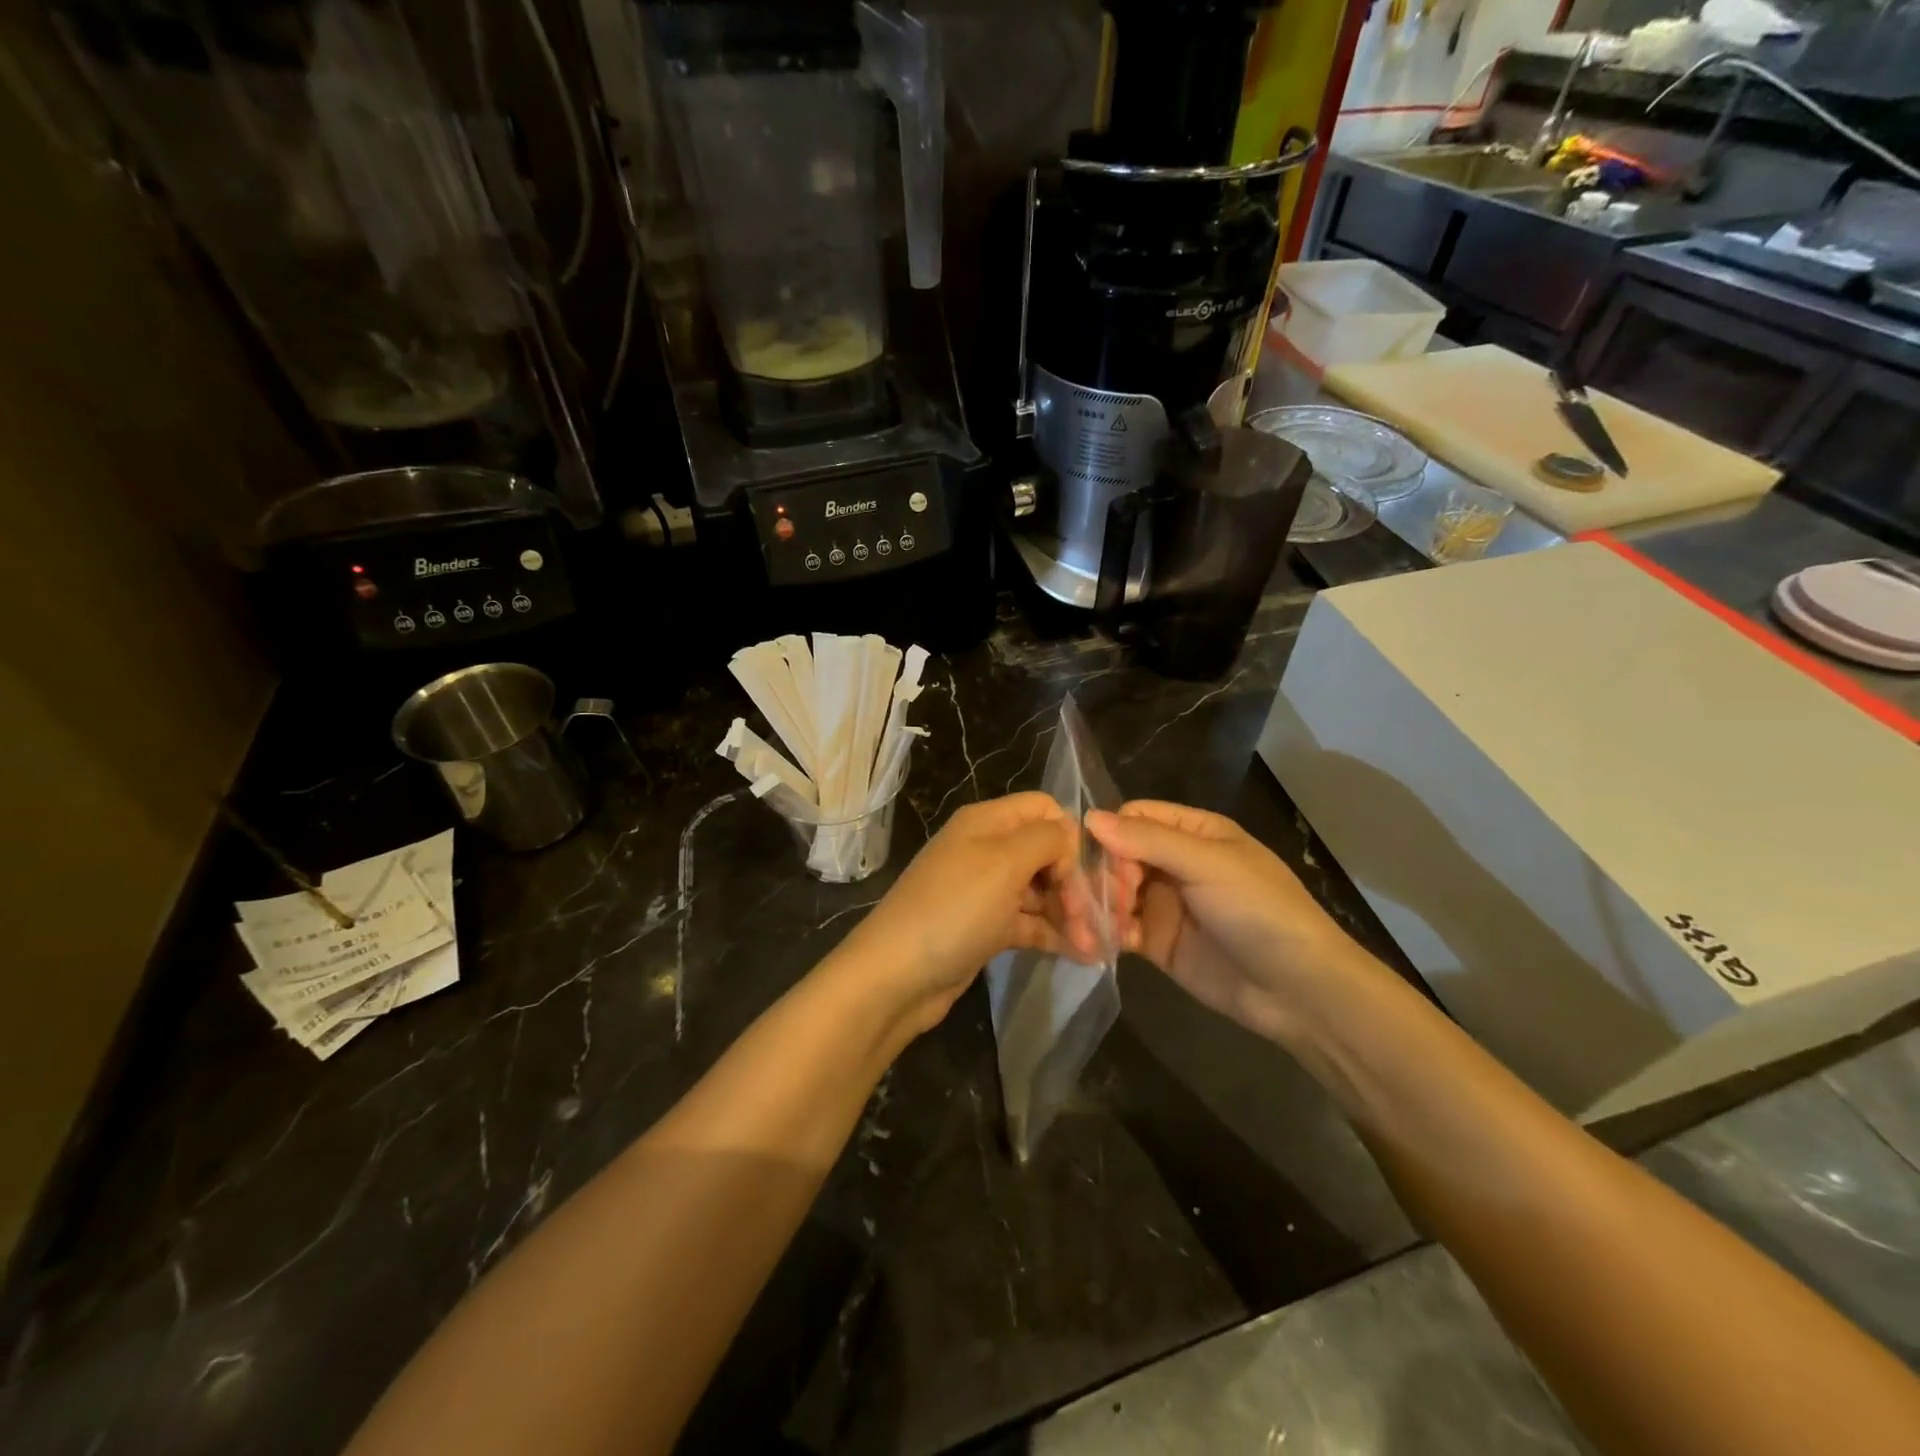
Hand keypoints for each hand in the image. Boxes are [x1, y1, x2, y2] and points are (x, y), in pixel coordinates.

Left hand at [834, 793, 1098, 1034]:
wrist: (896, 976)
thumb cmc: (954, 909)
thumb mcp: (1004, 862)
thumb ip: (1046, 838)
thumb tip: (1069, 836)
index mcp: (987, 822)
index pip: (1043, 809)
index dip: (1069, 835)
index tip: (1082, 873)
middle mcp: (986, 849)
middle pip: (1046, 851)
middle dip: (1075, 882)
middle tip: (1097, 921)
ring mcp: (985, 890)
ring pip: (1041, 890)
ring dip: (1071, 913)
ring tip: (1098, 945)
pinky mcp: (986, 927)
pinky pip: (1029, 921)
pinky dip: (1055, 934)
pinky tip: (1084, 954)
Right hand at [1085, 801, 1372, 1045]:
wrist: (1299, 991)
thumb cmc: (1260, 911)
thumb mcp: (1208, 865)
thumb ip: (1148, 840)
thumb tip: (1089, 818)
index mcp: (1193, 833)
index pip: (1134, 818)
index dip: (1113, 837)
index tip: (1109, 867)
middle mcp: (1174, 862)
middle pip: (1116, 855)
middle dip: (1098, 877)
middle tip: (1094, 905)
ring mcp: (1164, 903)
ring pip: (1112, 892)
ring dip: (1093, 907)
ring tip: (1084, 932)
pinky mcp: (1157, 941)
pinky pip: (1118, 929)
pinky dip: (1102, 934)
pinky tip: (1093, 946)